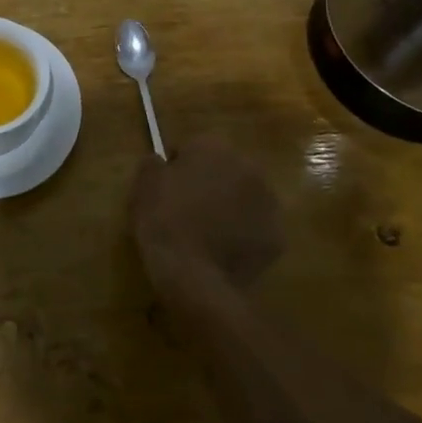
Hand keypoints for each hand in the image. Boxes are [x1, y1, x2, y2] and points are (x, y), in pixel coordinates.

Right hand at [131, 136, 282, 290]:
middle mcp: (248, 167)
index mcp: (214, 147)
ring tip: (206, 234)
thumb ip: (153, 164)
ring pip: (244, 198)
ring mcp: (268, 203)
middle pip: (225, 171)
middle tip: (187, 211)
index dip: (178, 168)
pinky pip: (255, 229)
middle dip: (210, 185)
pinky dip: (243, 236)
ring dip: (229, 208)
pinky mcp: (277, 237)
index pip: (193, 148)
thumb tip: (161, 161)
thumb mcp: (143, 185)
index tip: (166, 189)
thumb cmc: (164, 221)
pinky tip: (222, 252)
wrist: (194, 275)